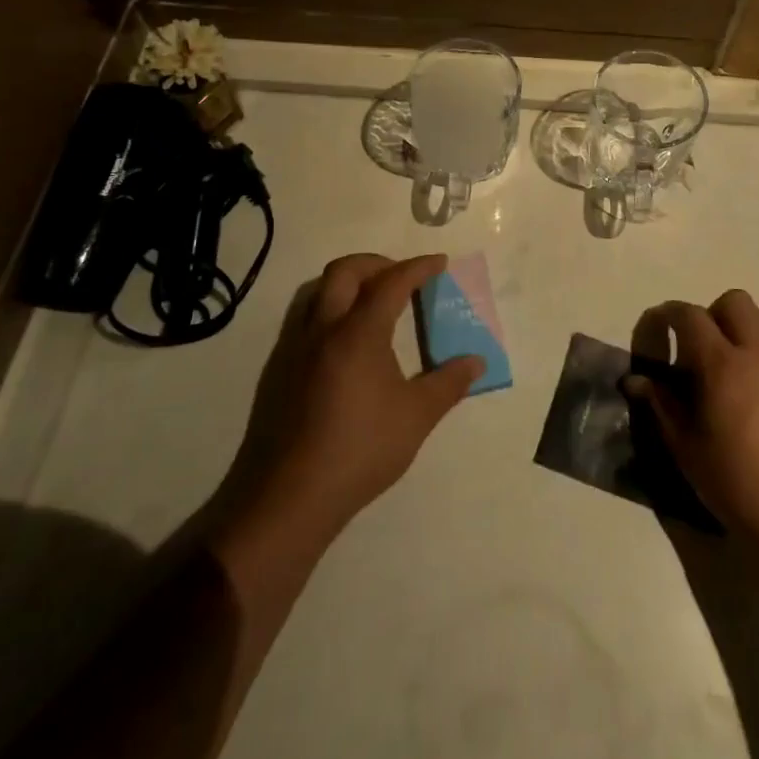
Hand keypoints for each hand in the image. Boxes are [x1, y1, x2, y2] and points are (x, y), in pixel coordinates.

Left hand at [216, 253, 483, 550]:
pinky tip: (350, 343)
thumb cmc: (361, 449)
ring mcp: (297, 348)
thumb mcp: (416, 417)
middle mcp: (324, 329)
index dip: (418, 268)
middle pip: (344, 270)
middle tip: (402, 278)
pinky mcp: (282, 369)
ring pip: (320, 291)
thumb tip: (477, 361)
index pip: (392, 282)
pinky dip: (333, 310)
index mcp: (359, 333)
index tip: (440, 263)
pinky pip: (308, 318)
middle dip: (376, 263)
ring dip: (350, 284)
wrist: (292, 496)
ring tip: (377, 304)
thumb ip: (448, 383)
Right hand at [625, 290, 758, 564]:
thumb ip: (661, 405)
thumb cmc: (737, 485)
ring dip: (749, 328)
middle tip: (705, 350)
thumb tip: (636, 380)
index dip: (669, 315)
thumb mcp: (686, 449)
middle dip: (714, 315)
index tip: (660, 329)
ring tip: (741, 364)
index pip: (690, 316)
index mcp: (722, 365)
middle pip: (734, 301)